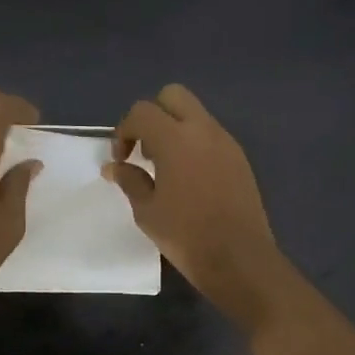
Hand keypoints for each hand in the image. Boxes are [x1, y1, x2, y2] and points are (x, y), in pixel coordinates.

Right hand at [105, 84, 290, 324]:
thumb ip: (129, 180)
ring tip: (165, 167)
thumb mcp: (147, 210)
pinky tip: (189, 178)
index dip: (124, 130)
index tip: (122, 159)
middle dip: (153, 115)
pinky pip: (211, 135)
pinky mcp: (239, 158)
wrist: (239, 259)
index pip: (142, 111)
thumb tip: (114, 166)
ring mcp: (226, 142)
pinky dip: (194, 143)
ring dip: (175, 128)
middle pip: (173, 96)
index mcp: (175, 139)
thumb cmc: (186, 235)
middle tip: (144, 149)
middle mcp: (203, 130)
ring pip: (195, 114)